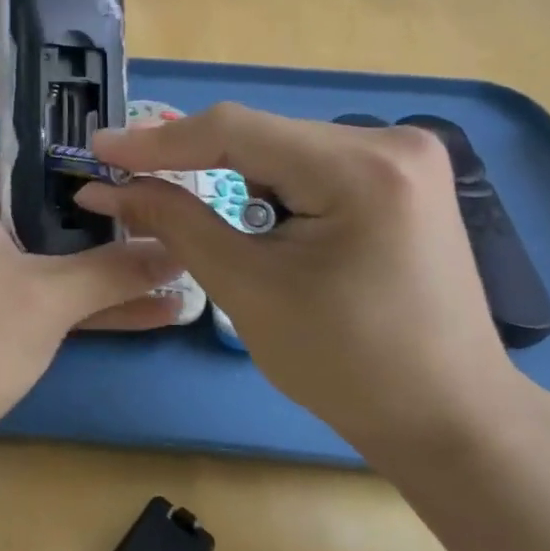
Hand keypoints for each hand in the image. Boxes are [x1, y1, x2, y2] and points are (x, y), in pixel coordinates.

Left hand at [0, 64, 181, 486]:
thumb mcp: (41, 304)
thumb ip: (112, 274)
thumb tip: (181, 253)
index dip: (5, 73)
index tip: (64, 69)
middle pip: (19, 164)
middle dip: (79, 159)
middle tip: (144, 153)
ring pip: (39, 227)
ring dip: (93, 230)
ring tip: (162, 217)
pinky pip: (42, 278)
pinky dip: (86, 286)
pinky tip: (152, 303)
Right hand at [74, 104, 523, 461]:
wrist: (450, 419)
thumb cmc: (347, 367)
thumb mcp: (247, 290)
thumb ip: (175, 222)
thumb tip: (107, 188)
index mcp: (362, 169)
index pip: (236, 130)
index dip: (158, 140)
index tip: (99, 150)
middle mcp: (391, 141)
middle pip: (260, 136)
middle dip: (193, 159)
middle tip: (127, 179)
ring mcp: (404, 154)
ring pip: (282, 146)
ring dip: (232, 173)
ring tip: (190, 205)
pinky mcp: (403, 174)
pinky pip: (312, 162)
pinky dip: (271, 183)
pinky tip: (258, 217)